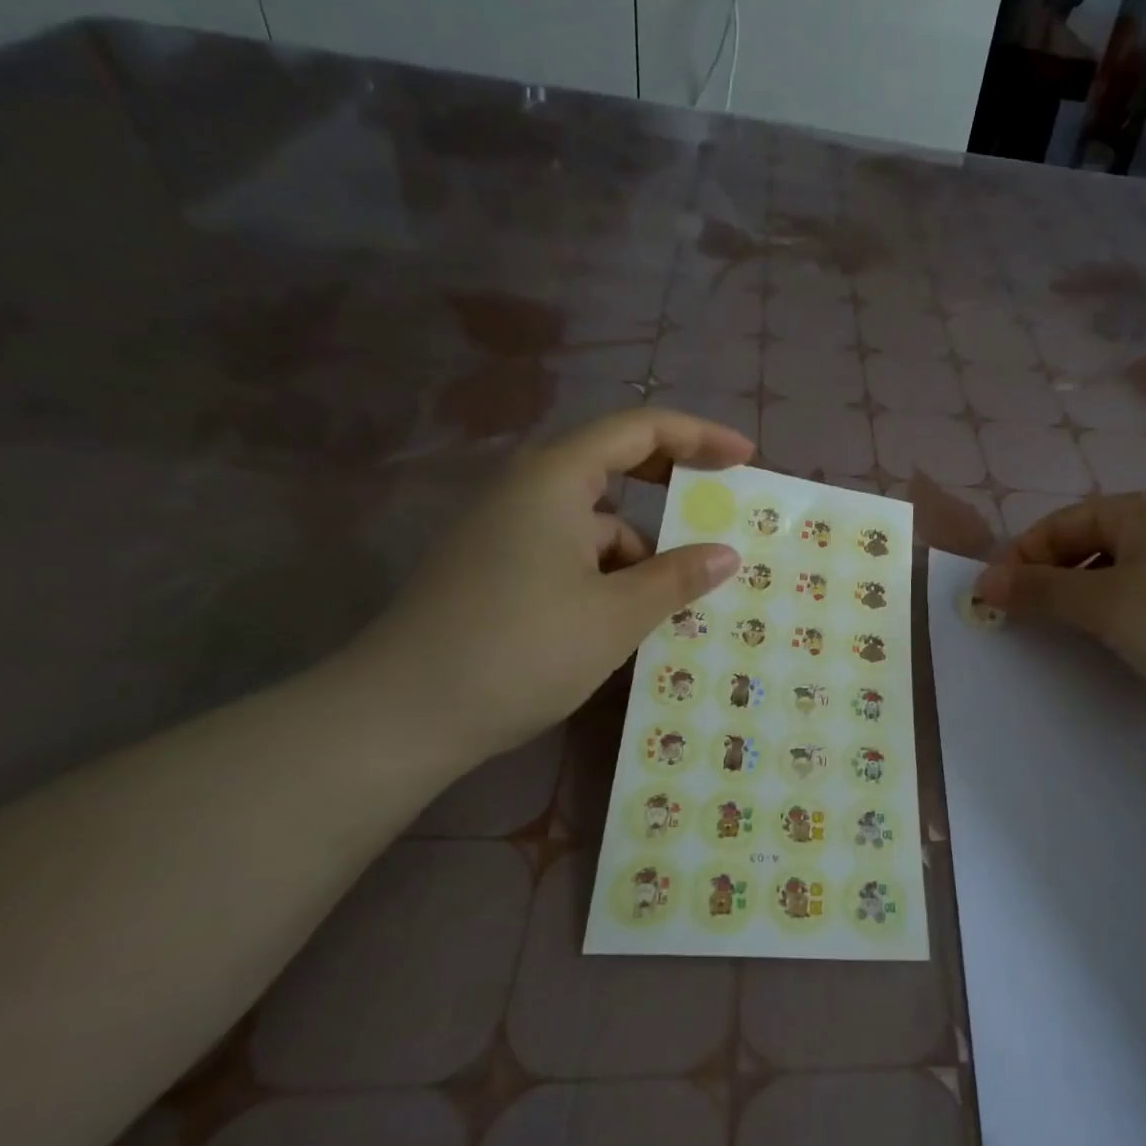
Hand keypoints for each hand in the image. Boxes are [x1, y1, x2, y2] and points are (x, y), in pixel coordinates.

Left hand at [343, 409, 751, 769]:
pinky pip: (570, 554)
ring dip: (639, 549)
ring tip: (676, 600)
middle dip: (670, 484)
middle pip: (613, 465)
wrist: (400, 716)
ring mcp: (507, 532)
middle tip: (717, 507)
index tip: (745, 458)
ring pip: (593, 522)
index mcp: (555, 479)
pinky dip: (607, 575)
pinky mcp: (496, 570)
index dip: (699, 436)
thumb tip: (726, 554)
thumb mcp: (617, 614)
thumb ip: (678, 577)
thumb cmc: (522, 649)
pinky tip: (624, 622)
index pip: (639, 429)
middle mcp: (528, 491)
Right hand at [974, 492, 1145, 742]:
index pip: (1062, 523)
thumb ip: (1040, 590)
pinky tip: (1118, 648)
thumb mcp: (1103, 603)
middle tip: (1026, 619)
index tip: (996, 597)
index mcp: (1144, 512)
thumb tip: (984, 582)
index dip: (1023, 556)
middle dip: (1052, 580)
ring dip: (1084, 603)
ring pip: (1118, 578)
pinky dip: (1120, 620)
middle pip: (1089, 547)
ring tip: (1068, 635)